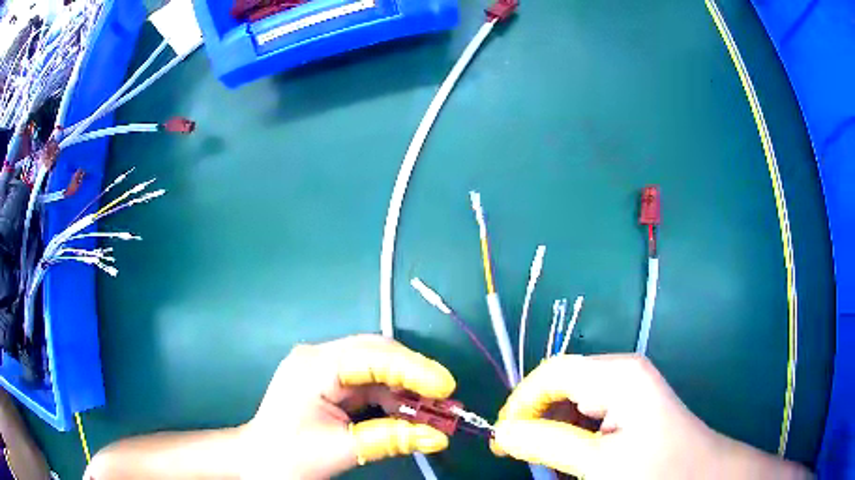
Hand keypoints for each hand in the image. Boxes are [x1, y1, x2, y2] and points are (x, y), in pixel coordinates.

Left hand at [240, 334, 455, 478]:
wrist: (258, 462)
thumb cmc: (289, 457)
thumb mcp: (341, 450)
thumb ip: (390, 439)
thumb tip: (439, 436)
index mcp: (313, 367)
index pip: (371, 355)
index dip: (412, 369)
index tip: (446, 387)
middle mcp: (319, 358)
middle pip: (377, 355)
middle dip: (415, 376)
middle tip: (447, 398)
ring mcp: (324, 369)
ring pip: (378, 370)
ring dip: (408, 390)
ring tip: (437, 410)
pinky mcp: (331, 384)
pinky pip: (371, 385)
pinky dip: (394, 400)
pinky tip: (412, 414)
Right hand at [492, 355, 809, 478]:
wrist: (699, 474)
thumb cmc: (655, 468)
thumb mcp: (597, 462)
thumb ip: (547, 444)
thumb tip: (502, 433)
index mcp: (617, 373)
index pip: (551, 373)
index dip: (521, 402)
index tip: (502, 439)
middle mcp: (620, 371)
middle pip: (560, 386)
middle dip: (536, 420)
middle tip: (518, 455)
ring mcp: (626, 387)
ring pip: (571, 402)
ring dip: (552, 431)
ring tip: (549, 462)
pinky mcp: (630, 403)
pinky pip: (587, 414)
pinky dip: (571, 436)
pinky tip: (573, 458)